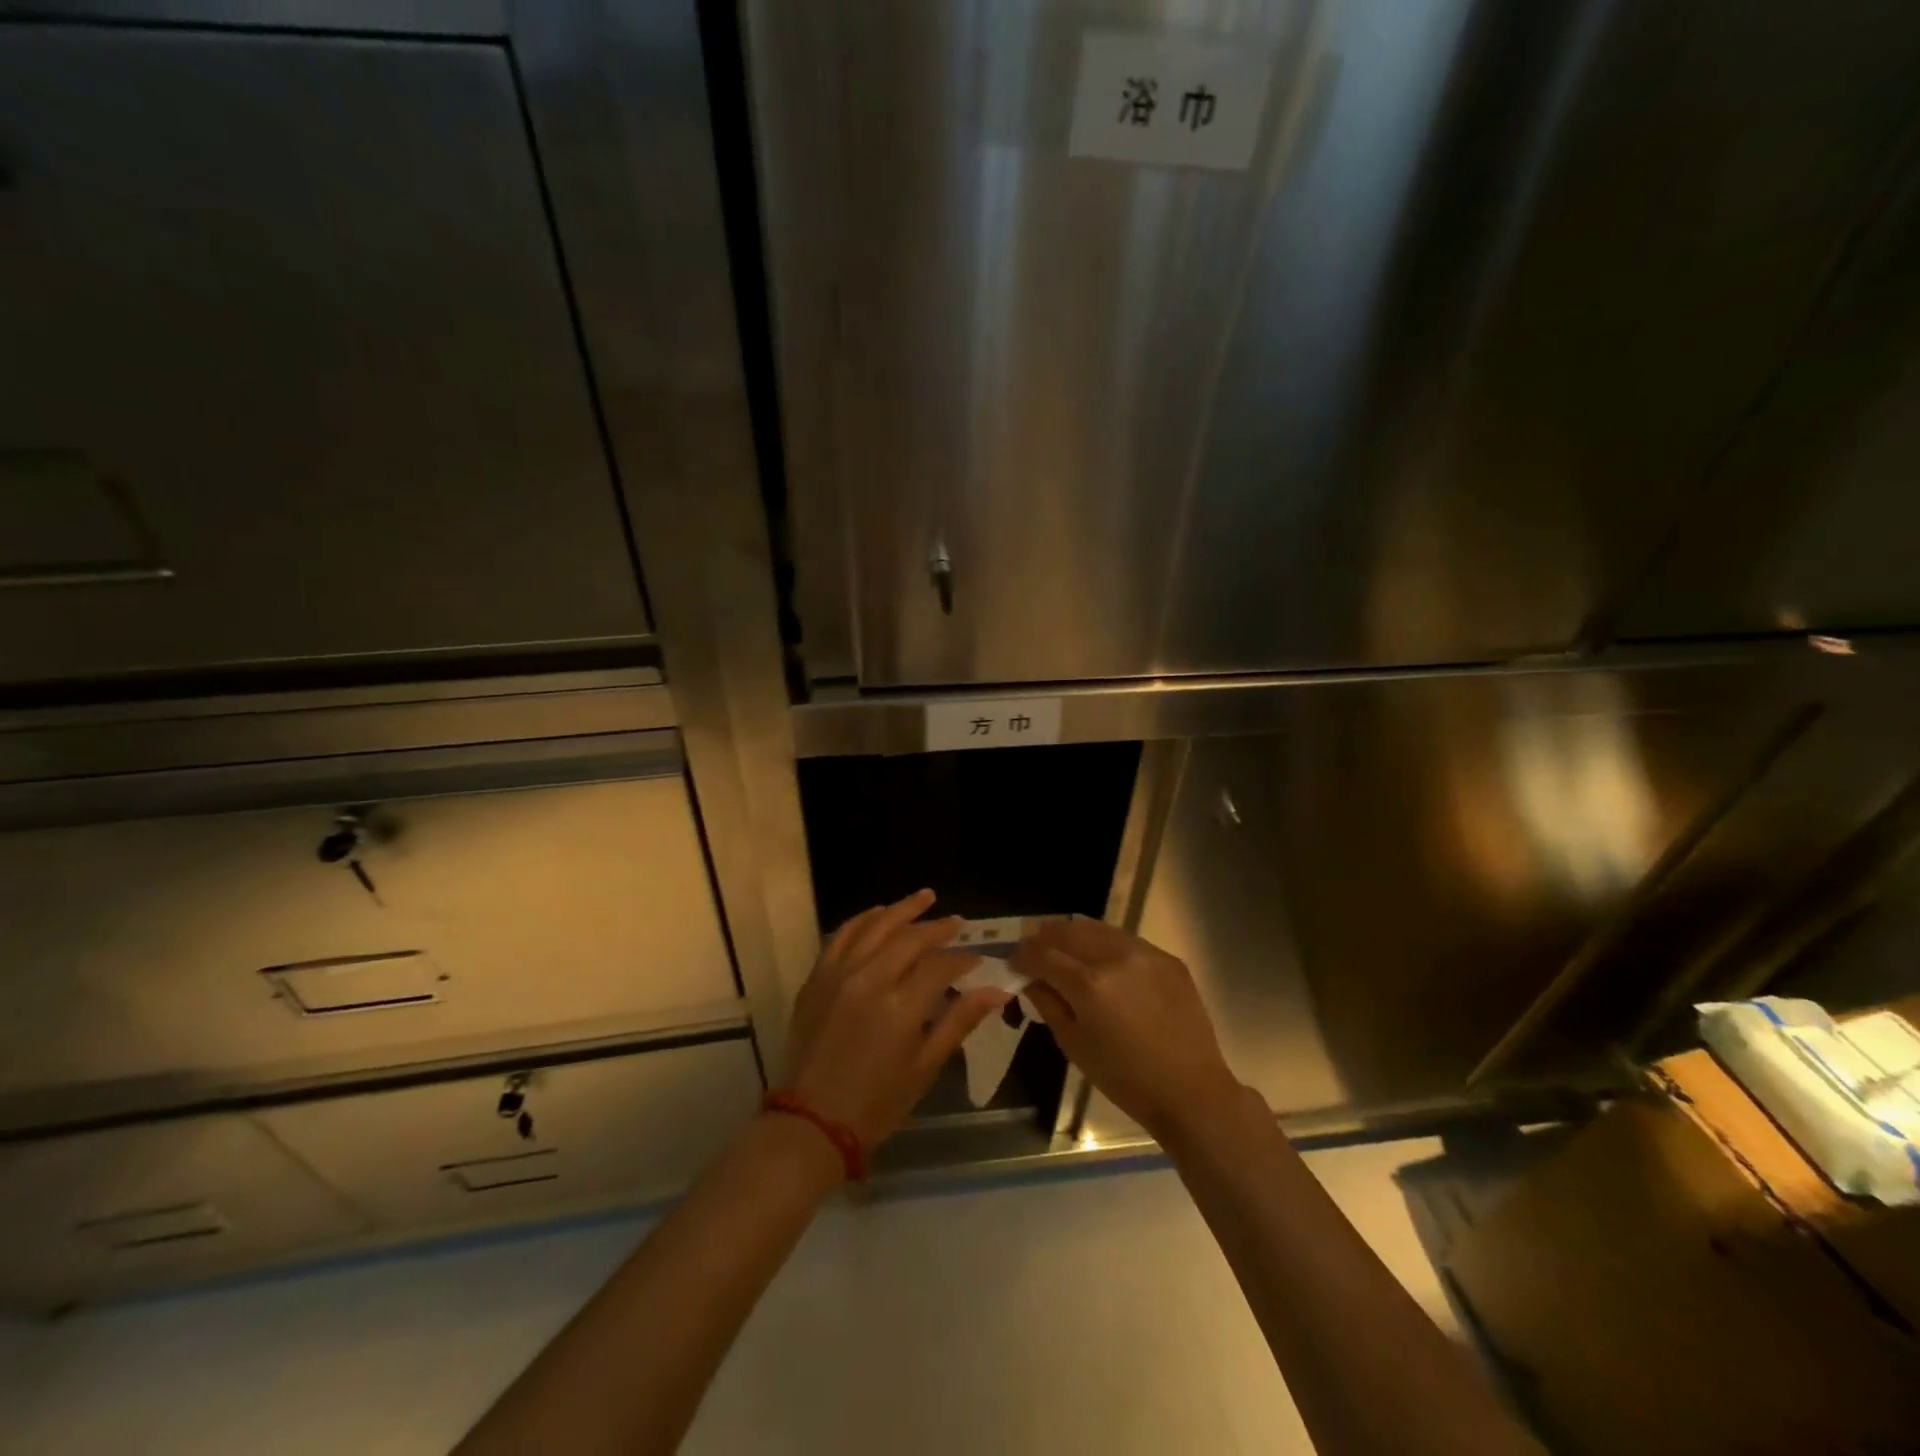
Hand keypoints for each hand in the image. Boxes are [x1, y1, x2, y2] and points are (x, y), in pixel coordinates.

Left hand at [784, 889, 1008, 1149]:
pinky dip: (862, 920)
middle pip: (909, 937)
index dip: (963, 960)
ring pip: (874, 926)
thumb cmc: (877, 1102)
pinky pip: (842, 936)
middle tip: (958, 922)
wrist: (812, 1121)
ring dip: (901, 909)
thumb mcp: (925, 1066)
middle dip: (938, 927)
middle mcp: (869, 979)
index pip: (941, 966)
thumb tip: (998, 991)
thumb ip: (960, 1021)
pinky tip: (878, 913)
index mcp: (900, 1006)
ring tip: (924, 897)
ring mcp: (838, 974)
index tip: (978, 960)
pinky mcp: (817, 977)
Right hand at [1013, 918, 1242, 1141]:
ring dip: (1074, 936)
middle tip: (1034, 952)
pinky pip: (1125, 940)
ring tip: (1065, 952)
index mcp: (1089, 984)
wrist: (1191, 1091)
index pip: (1042, 954)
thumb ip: (1048, 1003)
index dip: (1022, 956)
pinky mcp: (1167, 957)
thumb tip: (1029, 978)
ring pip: (1097, 928)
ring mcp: (1145, 952)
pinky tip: (1103, 964)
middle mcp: (1116, 956)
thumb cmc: (1125, 1079)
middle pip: (1068, 930)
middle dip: (1044, 938)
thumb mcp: (1074, 1045)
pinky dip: (1105, 945)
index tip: (1013, 963)